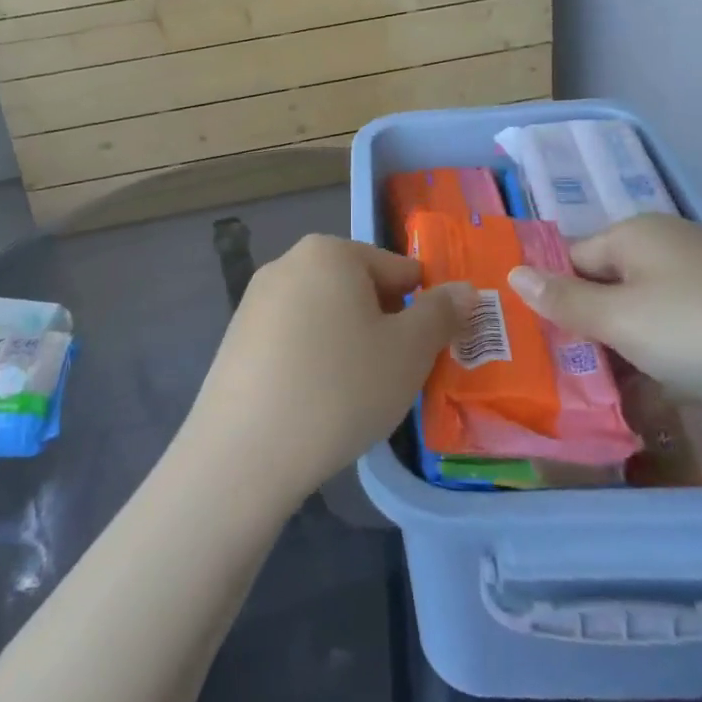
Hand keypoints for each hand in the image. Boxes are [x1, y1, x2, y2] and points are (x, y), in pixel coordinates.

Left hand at [183, 234, 472, 509]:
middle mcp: (287, 263)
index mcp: (329, 252)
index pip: (397, 270)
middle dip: (383, 326)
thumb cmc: (341, 387)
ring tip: (357, 393)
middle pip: (357, 289)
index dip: (421, 309)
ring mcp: (255, 300)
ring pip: (324, 315)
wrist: (246, 449)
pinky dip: (313, 360)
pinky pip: (292, 339)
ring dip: (349, 344)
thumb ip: (441, 314)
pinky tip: (317, 401)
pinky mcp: (237, 338)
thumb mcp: (409, 352)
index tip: (427, 352)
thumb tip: (465, 290)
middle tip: (395, 375)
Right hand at [505, 213, 701, 447]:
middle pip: (606, 284)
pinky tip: (643, 393)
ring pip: (640, 315)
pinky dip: (656, 361)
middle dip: (583, 325)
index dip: (549, 293)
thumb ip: (562, 299)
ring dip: (617, 349)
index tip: (528, 336)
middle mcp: (670, 250)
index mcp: (638, 233)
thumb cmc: (700, 330)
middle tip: (553, 368)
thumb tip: (513, 272)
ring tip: (589, 388)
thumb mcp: (618, 317)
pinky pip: (675, 337)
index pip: (572, 256)